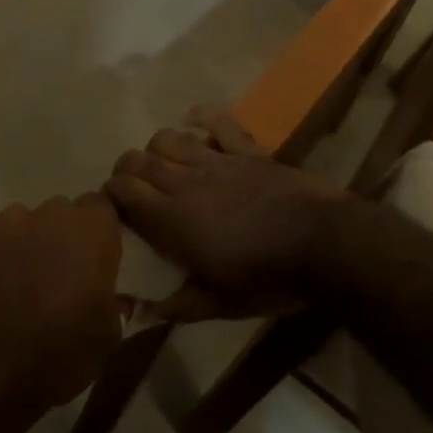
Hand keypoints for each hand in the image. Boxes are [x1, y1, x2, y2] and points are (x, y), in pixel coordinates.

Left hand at [0, 194, 123, 410]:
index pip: (103, 207)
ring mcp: (4, 223)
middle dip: (62, 238)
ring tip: (18, 287)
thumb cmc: (55, 353)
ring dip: (25, 247)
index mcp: (90, 231)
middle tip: (60, 277)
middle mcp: (48, 215)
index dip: (100, 232)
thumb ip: (113, 305)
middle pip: (61, 214)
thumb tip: (111, 296)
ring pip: (22, 225)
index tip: (98, 259)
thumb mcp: (106, 340)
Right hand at [106, 107, 349, 320]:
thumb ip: (176, 306)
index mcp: (173, 220)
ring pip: (169, 138)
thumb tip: (138, 314)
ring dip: (156, 148)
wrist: (322, 244)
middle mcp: (185, 182)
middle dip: (126, 169)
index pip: (124, 191)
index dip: (110, 193)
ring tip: (161, 162)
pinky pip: (217, 122)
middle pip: (139, 160)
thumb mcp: (220, 304)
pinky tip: (193, 121)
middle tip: (130, 186)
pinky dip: (202, 118)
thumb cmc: (268, 279)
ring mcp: (216, 160)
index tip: (112, 206)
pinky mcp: (245, 149)